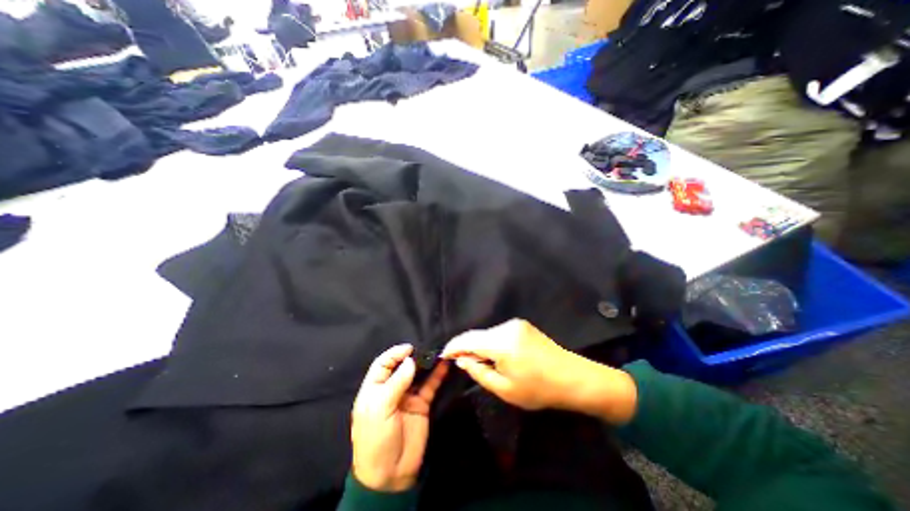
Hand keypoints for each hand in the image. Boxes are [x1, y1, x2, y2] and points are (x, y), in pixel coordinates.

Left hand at [350, 346, 447, 493]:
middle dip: (412, 356)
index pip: (383, 364)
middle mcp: (391, 389)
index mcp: (374, 389)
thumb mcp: (380, 409)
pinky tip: (444, 366)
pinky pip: (430, 386)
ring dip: (426, 364)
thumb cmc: (376, 439)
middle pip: (401, 366)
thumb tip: (410, 361)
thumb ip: (396, 383)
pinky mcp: (421, 404)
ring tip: (437, 352)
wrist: (390, 475)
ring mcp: (407, 396)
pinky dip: (437, 376)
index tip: (409, 348)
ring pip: (417, 374)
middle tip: (426, 348)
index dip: (394, 354)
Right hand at [442, 320, 637, 423]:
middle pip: (477, 335)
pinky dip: (492, 342)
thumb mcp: (505, 389)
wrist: (573, 377)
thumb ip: (479, 372)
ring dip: (480, 345)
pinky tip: (497, 355)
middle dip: (466, 347)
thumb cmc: (538, 389)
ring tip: (481, 362)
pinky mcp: (522, 325)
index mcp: (502, 343)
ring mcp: (516, 324)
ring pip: (488, 333)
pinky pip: (499, 332)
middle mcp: (507, 327)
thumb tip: (462, 360)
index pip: (468, 339)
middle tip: (460, 362)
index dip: (454, 346)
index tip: (444, 355)